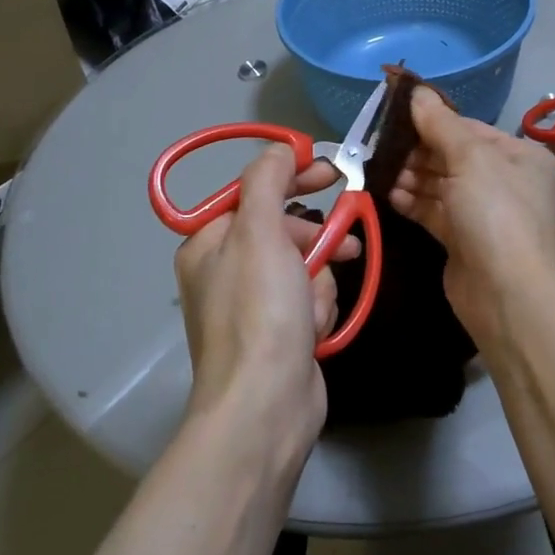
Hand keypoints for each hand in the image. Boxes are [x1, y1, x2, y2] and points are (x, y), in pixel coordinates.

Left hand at [172, 144, 356, 458]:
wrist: (267, 405)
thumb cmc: (259, 311)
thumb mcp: (259, 232)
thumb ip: (267, 180)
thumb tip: (280, 149)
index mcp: (209, 244)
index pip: (254, 192)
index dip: (292, 177)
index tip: (331, 170)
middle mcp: (225, 271)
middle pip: (283, 230)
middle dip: (314, 240)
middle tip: (346, 237)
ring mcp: (253, 306)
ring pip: (304, 266)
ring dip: (317, 281)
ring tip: (315, 307)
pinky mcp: (279, 334)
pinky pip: (309, 300)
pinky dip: (317, 310)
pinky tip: (314, 330)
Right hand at [387, 87, 554, 346]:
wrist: (506, 294)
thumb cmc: (495, 214)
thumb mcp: (470, 158)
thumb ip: (440, 124)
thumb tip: (416, 91)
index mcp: (520, 155)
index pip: (469, 128)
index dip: (433, 121)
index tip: (394, 115)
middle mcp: (506, 181)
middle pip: (453, 155)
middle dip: (418, 151)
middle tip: (381, 147)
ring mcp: (485, 212)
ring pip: (441, 184)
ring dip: (412, 177)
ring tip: (381, 171)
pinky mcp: (464, 239)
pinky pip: (435, 211)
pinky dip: (413, 201)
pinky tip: (389, 195)